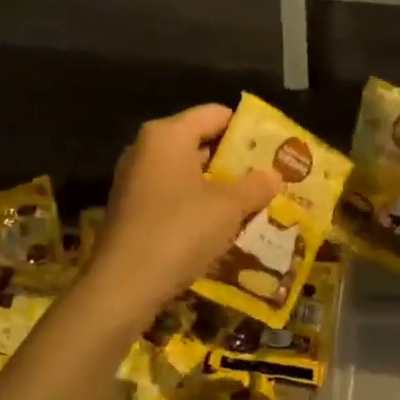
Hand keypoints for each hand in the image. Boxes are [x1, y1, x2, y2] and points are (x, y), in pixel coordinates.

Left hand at [83, 104, 281, 318]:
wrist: (124, 285)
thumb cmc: (180, 231)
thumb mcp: (228, 208)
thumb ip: (255, 186)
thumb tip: (274, 176)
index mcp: (167, 135)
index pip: (215, 114)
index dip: (247, 129)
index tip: (273, 149)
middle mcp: (146, 150)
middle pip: (199, 143)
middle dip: (234, 162)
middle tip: (268, 177)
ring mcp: (135, 181)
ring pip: (187, 174)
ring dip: (218, 188)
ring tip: (252, 204)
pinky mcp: (131, 211)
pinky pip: (173, 197)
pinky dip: (197, 207)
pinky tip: (221, 229)